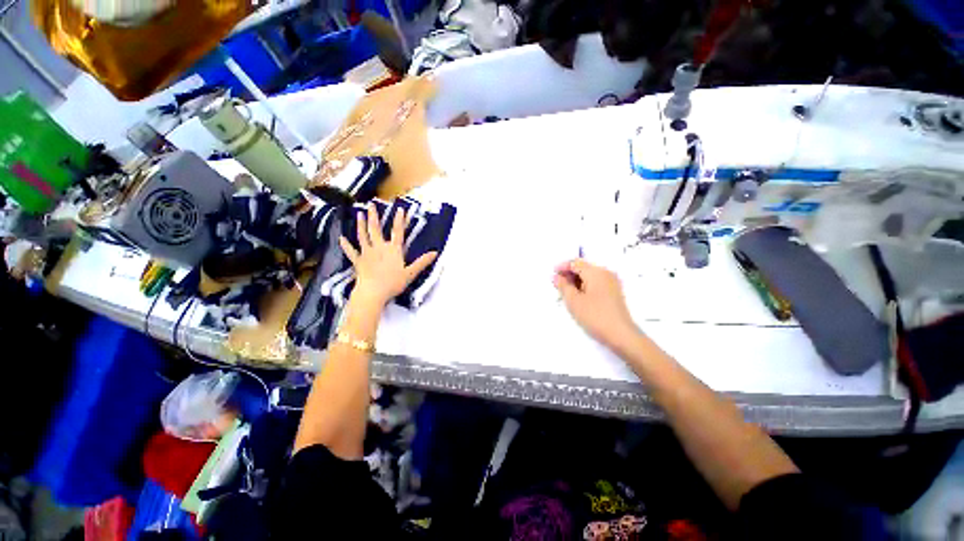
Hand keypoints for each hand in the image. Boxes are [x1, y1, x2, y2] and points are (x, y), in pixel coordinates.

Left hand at [339, 204, 437, 307]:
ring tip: (358, 214)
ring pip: (363, 236)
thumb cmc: (393, 283)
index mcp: (393, 250)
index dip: (399, 220)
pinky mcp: (358, 261)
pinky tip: (341, 238)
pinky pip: (351, 251)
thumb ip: (422, 262)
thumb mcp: (411, 273)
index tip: (400, 209)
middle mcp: (379, 248)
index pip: (398, 232)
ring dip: (360, 225)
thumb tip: (435, 252)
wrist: (373, 293)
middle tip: (370, 205)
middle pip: (376, 229)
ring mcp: (367, 253)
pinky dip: (346, 245)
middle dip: (374, 216)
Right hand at [554, 259, 638, 350]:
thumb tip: (556, 277)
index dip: (562, 267)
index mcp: (595, 272)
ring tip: (566, 293)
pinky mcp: (614, 292)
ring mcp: (612, 282)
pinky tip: (578, 297)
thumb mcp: (573, 301)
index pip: (575, 262)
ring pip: (589, 276)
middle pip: (583, 268)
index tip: (552, 275)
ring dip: (576, 281)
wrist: (621, 335)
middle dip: (569, 274)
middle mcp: (605, 273)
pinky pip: (596, 283)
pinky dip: (585, 286)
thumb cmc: (594, 316)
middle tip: (557, 286)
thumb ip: (563, 286)